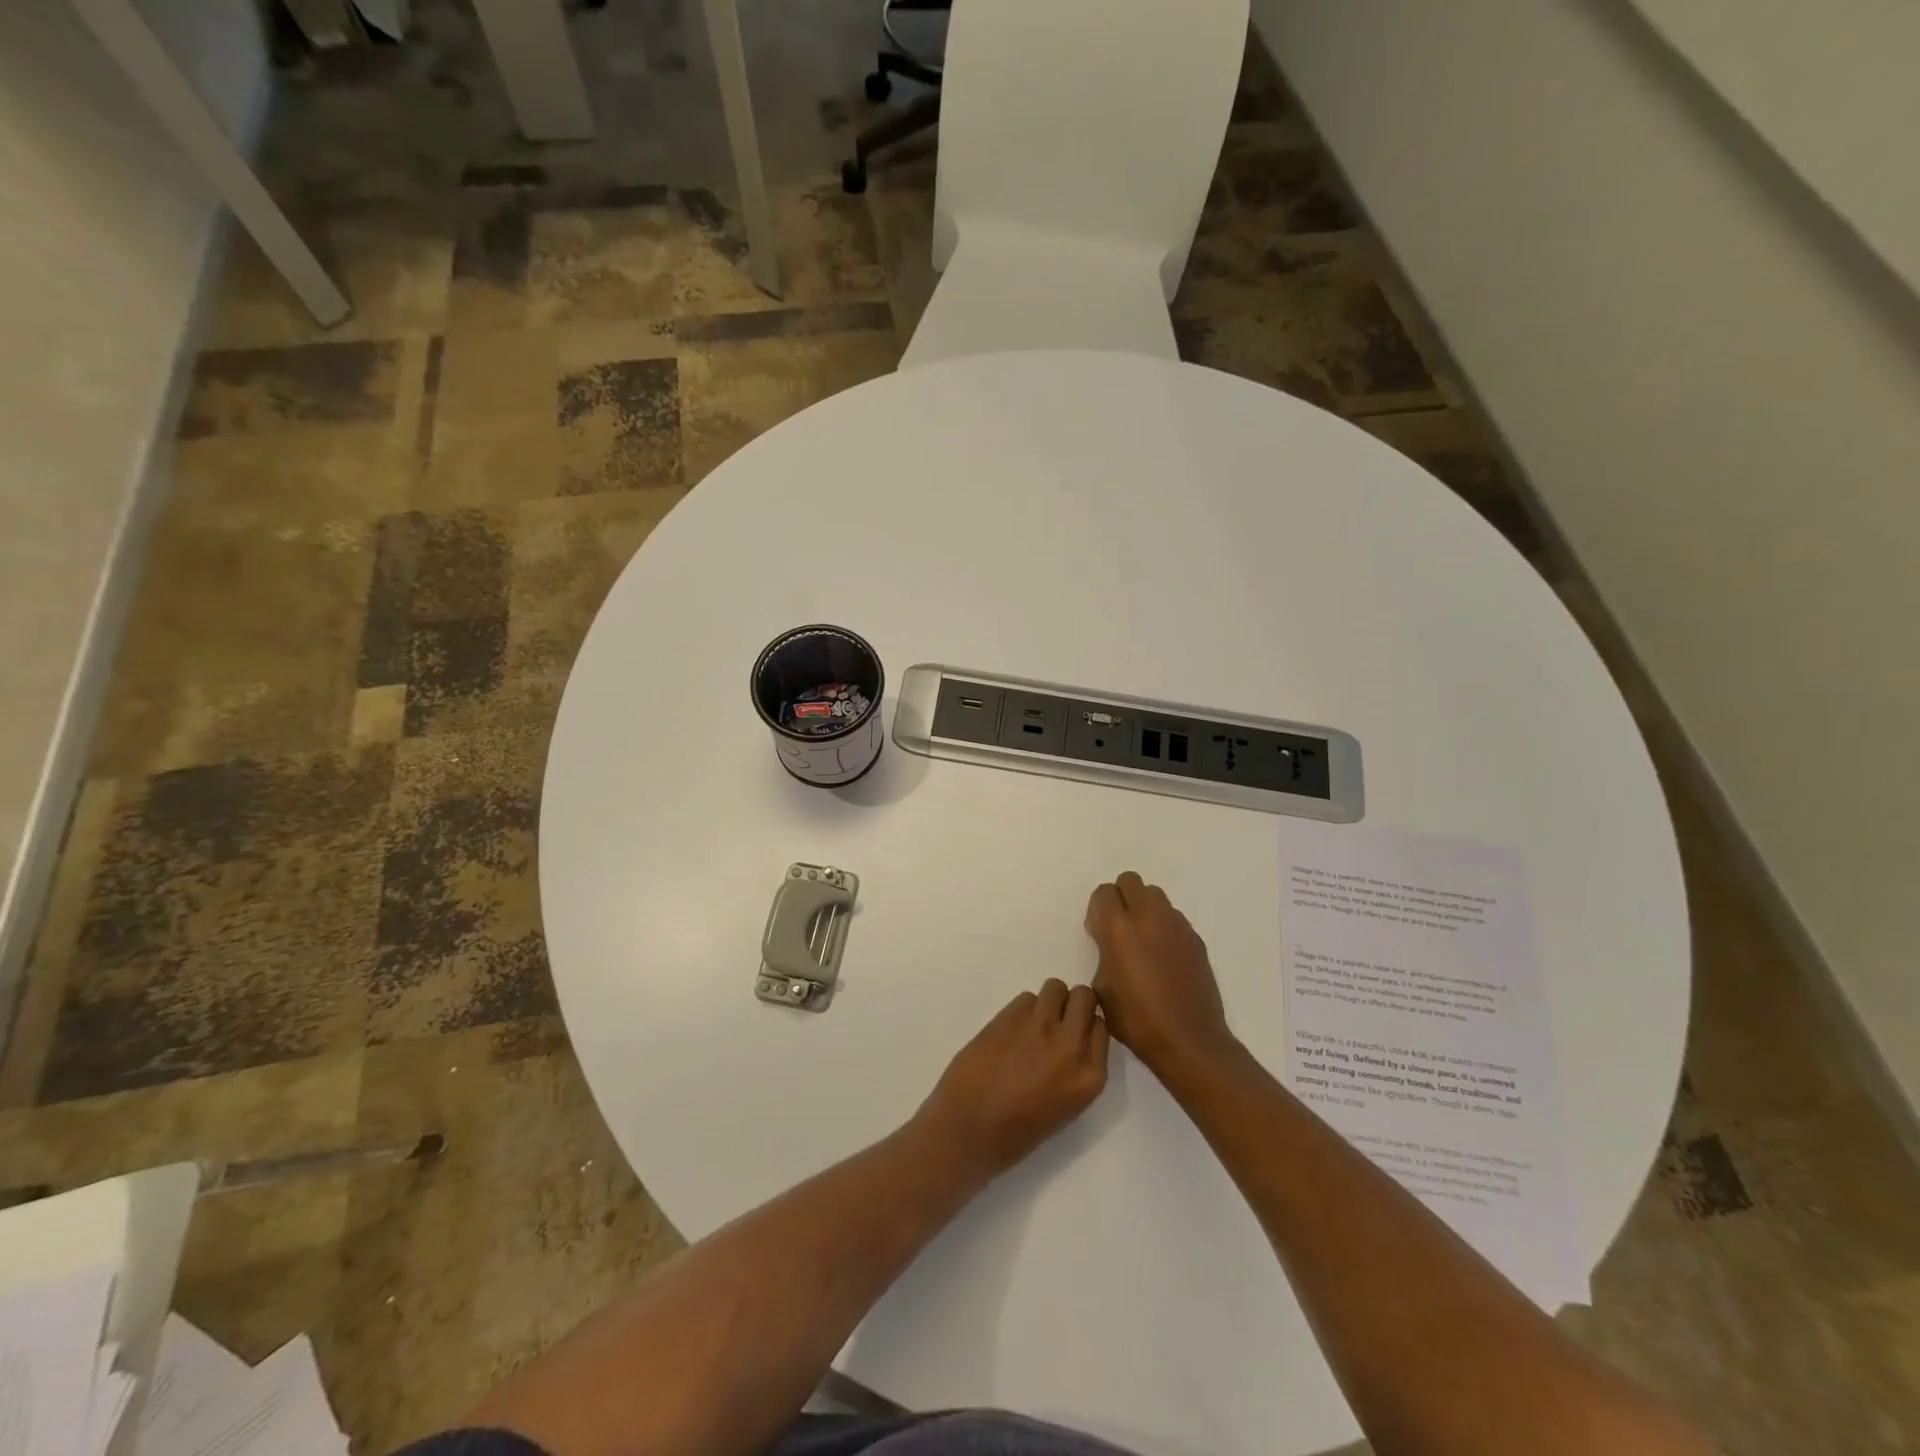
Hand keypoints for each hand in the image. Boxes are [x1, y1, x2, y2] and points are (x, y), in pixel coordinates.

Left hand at [916, 980, 1109, 1179]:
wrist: (968, 1131)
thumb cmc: (1017, 1133)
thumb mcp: (1065, 1106)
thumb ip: (1075, 1069)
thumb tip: (1072, 1040)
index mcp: (1090, 1076)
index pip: (1102, 1027)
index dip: (1085, 1025)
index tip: (1072, 1034)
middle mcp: (1072, 1046)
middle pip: (1084, 996)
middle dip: (1071, 1004)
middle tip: (1054, 1022)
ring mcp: (1040, 1028)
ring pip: (1055, 988)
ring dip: (1046, 1002)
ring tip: (1029, 1025)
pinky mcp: (1010, 1017)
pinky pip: (1026, 998)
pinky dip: (1020, 1010)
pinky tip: (1008, 1032)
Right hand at [1086, 871, 1234, 1077]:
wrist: (1188, 1040)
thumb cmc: (1137, 1020)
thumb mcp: (1101, 988)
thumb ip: (1102, 954)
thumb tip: (1110, 944)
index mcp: (1119, 928)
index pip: (1104, 893)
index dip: (1097, 910)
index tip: (1097, 932)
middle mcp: (1148, 917)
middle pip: (1130, 881)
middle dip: (1120, 898)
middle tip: (1118, 928)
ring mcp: (1176, 925)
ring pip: (1154, 895)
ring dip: (1143, 908)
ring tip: (1142, 940)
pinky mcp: (1195, 938)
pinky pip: (1173, 917)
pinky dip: (1163, 926)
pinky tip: (1163, 957)